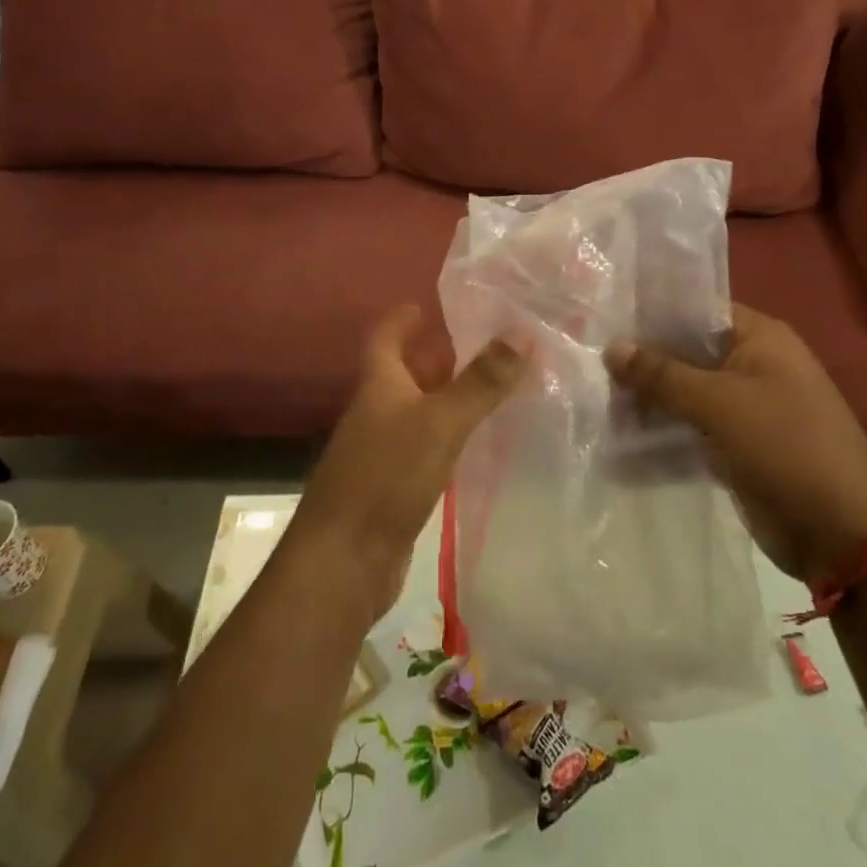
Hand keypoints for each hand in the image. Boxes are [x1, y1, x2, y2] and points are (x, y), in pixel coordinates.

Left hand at [291, 306, 529, 623]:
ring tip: (491, 389)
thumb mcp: (440, 422)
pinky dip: (449, 438)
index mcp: (378, 386)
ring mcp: (382, 452)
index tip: (425, 305)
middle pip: (404, 374)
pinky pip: (425, 449)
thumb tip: (522, 332)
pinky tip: (477, 445)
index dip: (401, 319)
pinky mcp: (393, 488)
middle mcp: (376, 413)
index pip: (385, 338)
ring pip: (418, 413)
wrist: (344, 562)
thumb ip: (480, 382)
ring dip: (448, 399)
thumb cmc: (386, 477)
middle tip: (481, 346)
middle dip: (437, 358)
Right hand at [606, 304, 866, 581]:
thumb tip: (612, 346)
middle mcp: (751, 366)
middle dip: (641, 362)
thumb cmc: (785, 447)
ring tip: (592, 401)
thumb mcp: (719, 403)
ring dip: (646, 401)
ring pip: (684, 394)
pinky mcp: (735, 448)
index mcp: (759, 338)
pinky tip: (617, 440)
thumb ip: (662, 374)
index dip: (652, 313)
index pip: (696, 310)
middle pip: (685, 353)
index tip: (605, 317)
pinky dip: (660, 435)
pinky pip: (689, 431)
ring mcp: (744, 409)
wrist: (843, 535)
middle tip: (588, 362)